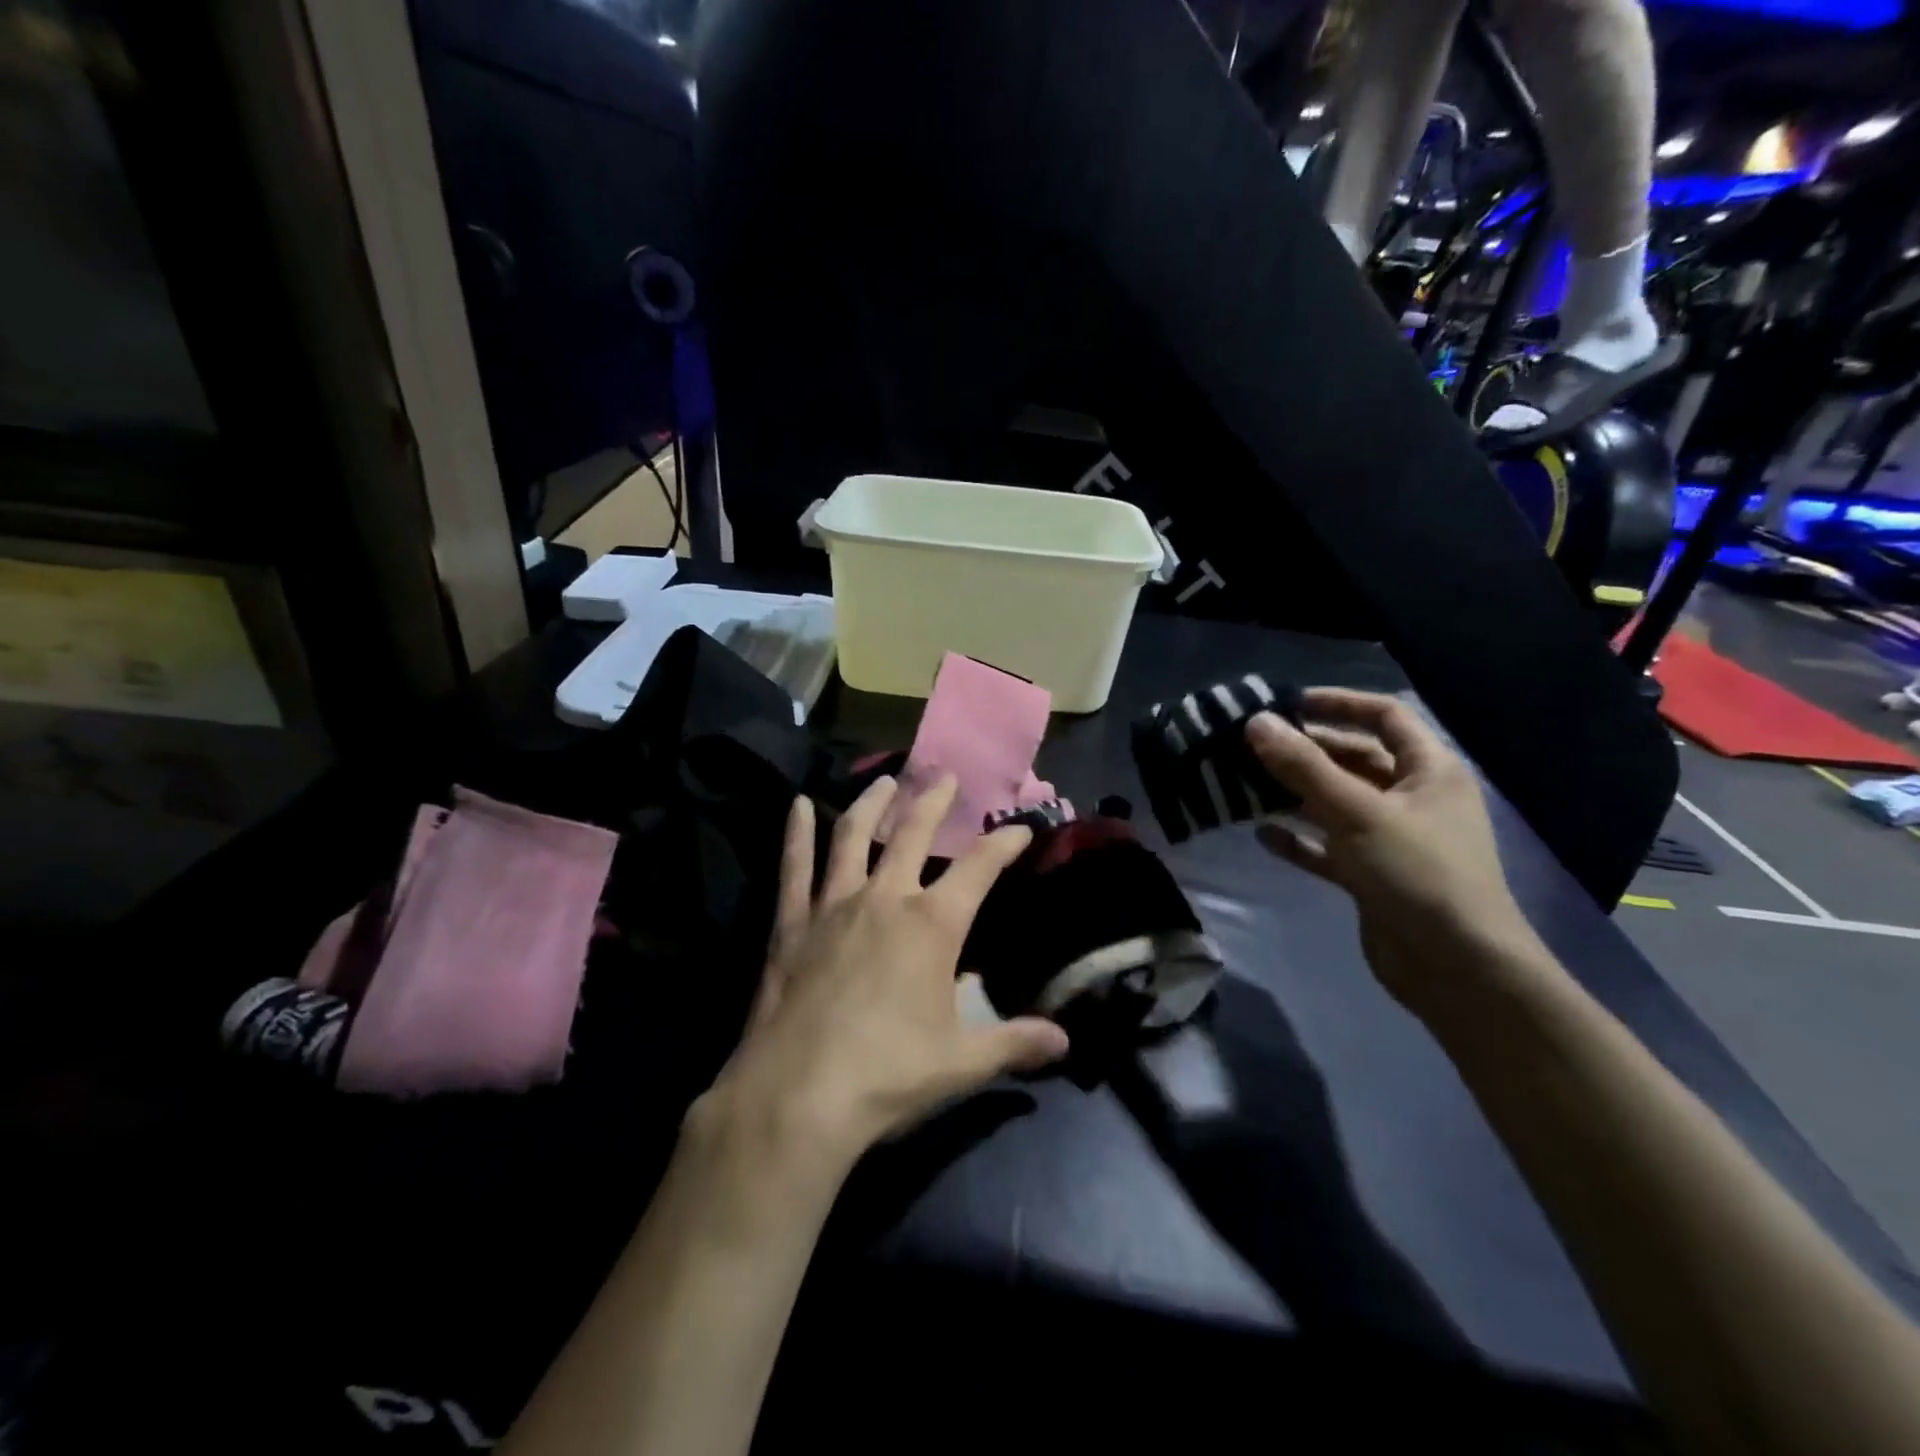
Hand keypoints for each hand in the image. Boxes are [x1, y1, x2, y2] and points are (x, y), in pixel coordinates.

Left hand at [699, 774, 1069, 1171]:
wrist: (798, 1095)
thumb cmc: (889, 1074)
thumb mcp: (963, 1062)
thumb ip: (1014, 1044)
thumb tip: (1064, 1041)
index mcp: (932, 924)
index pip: (979, 868)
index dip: (1004, 843)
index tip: (1019, 828)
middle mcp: (885, 898)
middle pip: (912, 833)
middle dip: (933, 802)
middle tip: (945, 777)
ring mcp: (833, 905)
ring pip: (853, 835)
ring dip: (871, 803)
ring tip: (884, 780)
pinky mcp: (791, 922)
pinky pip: (795, 866)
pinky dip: (796, 833)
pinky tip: (795, 806)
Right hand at [1245, 689, 1537, 1010]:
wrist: (1457, 969)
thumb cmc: (1416, 873)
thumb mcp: (1357, 812)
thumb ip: (1303, 766)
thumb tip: (1256, 722)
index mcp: (1428, 770)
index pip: (1385, 717)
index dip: (1339, 704)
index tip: (1288, 704)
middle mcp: (1412, 798)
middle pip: (1354, 759)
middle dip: (1306, 752)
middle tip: (1253, 746)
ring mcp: (1392, 839)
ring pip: (1336, 803)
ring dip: (1295, 794)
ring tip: (1246, 784)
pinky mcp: (1371, 875)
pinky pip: (1328, 846)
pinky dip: (1298, 839)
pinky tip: (1261, 834)